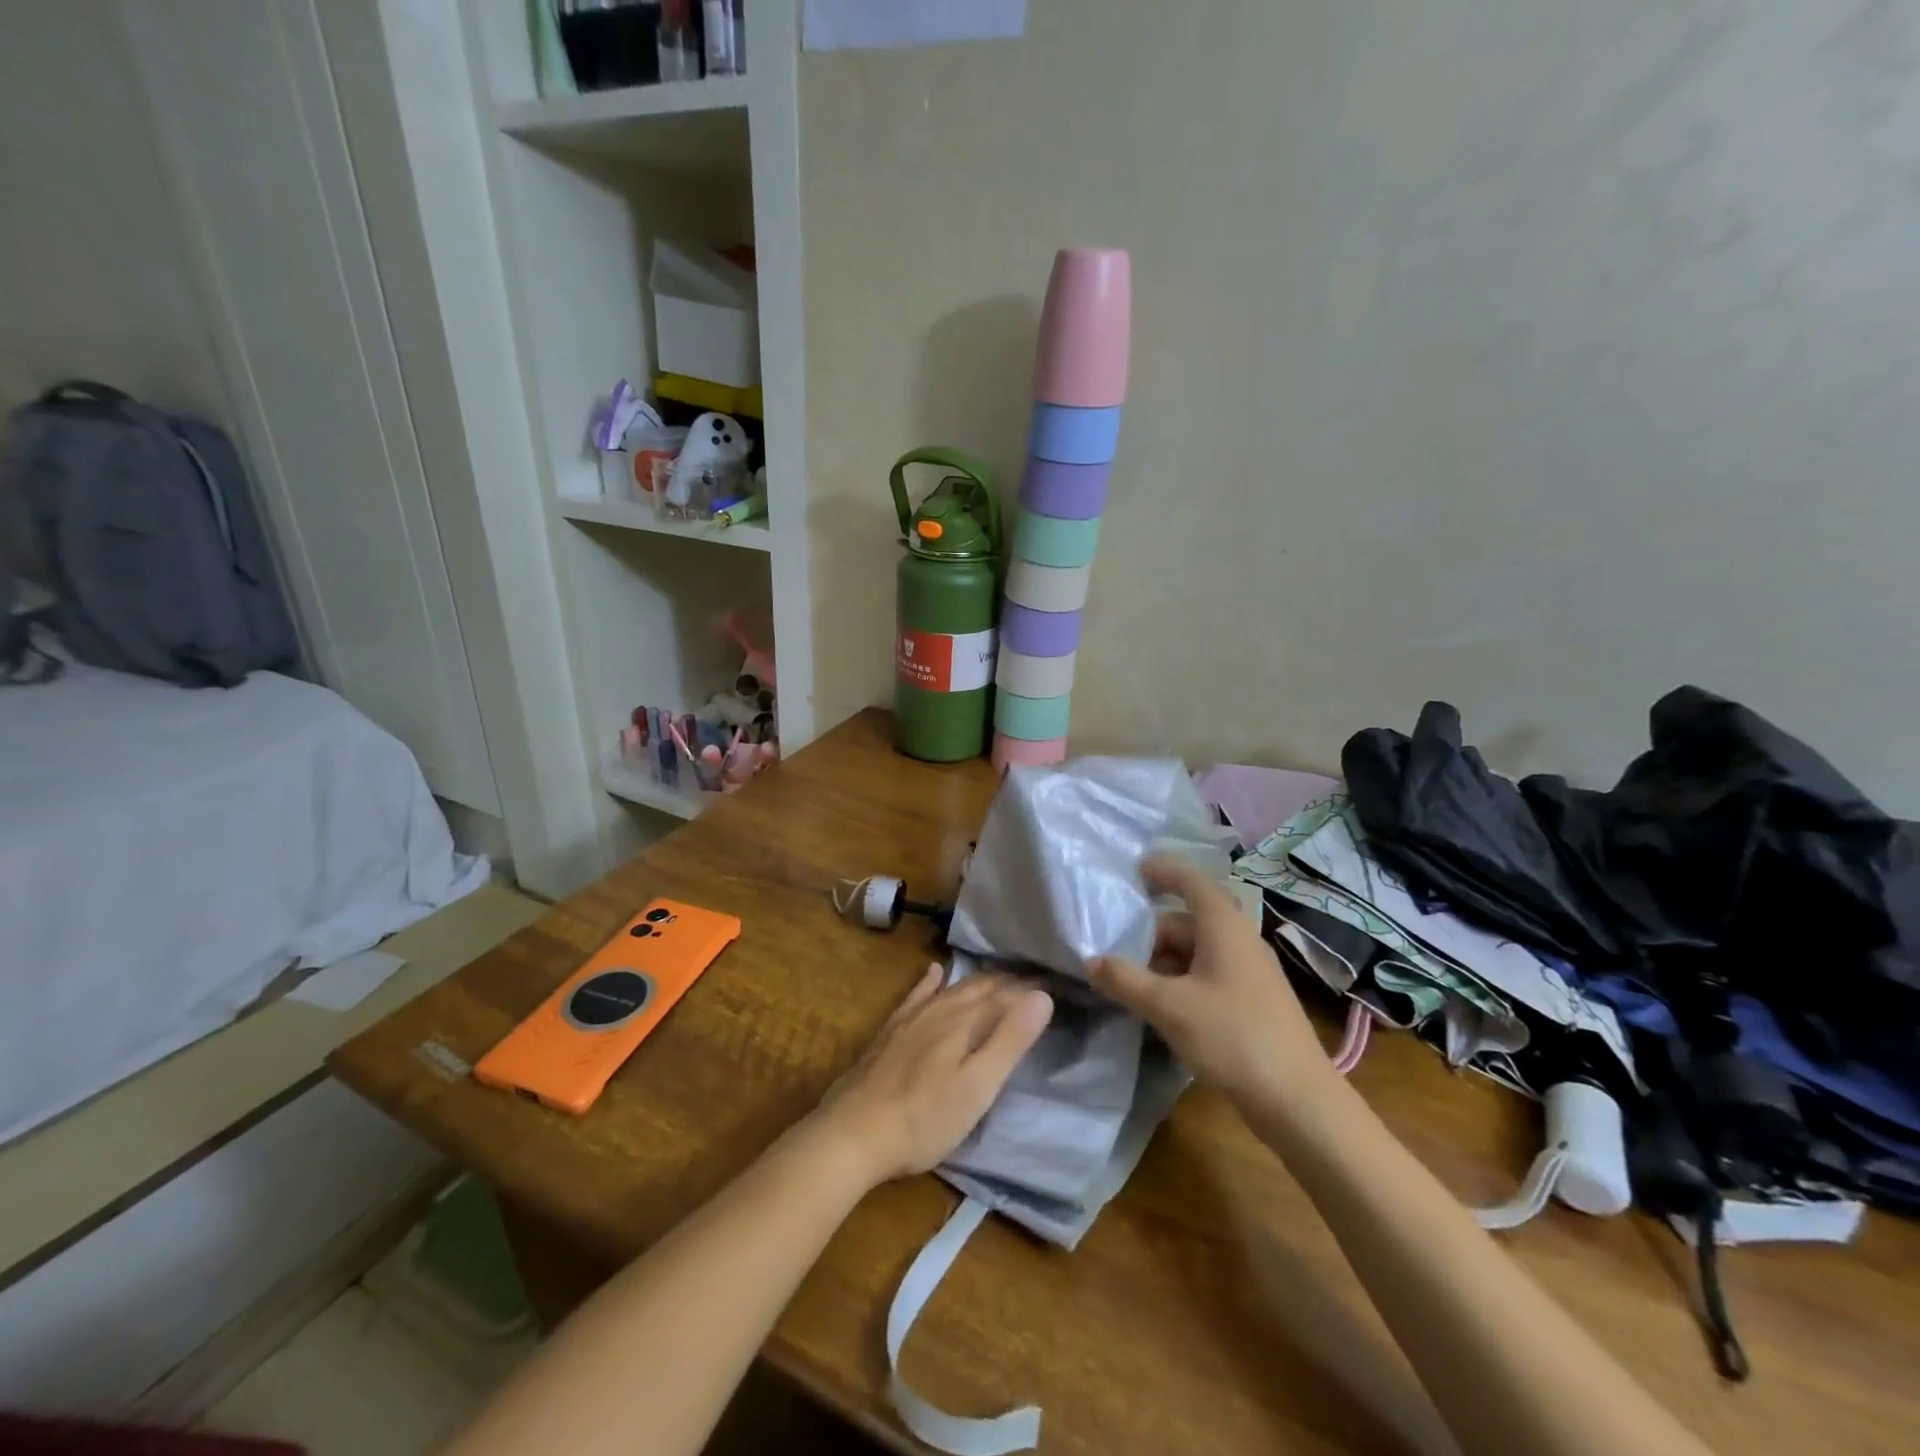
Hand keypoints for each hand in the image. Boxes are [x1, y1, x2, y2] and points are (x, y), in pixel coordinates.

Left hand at [807, 966, 1053, 1187]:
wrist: (853, 1133)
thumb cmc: (925, 1118)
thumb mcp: (978, 1087)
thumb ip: (1009, 1040)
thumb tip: (1041, 996)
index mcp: (965, 1022)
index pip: (1006, 996)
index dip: (1030, 990)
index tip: (1054, 982)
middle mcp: (940, 1010)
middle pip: (979, 987)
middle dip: (1007, 982)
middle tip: (1032, 978)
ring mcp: (912, 1019)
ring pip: (952, 989)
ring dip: (978, 980)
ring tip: (998, 975)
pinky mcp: (890, 1032)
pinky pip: (916, 995)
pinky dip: (930, 981)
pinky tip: (934, 971)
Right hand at [1087, 855, 1331, 1110]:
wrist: (1298, 1101)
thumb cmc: (1232, 1038)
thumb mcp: (1169, 1007)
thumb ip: (1125, 980)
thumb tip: (1091, 960)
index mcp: (1224, 927)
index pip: (1191, 881)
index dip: (1163, 870)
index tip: (1134, 868)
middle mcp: (1240, 940)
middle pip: (1188, 921)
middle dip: (1150, 933)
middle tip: (1114, 950)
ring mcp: (1250, 972)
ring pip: (1196, 951)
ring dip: (1162, 961)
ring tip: (1129, 982)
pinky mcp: (1253, 1001)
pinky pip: (1208, 974)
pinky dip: (1180, 980)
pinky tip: (1160, 1006)